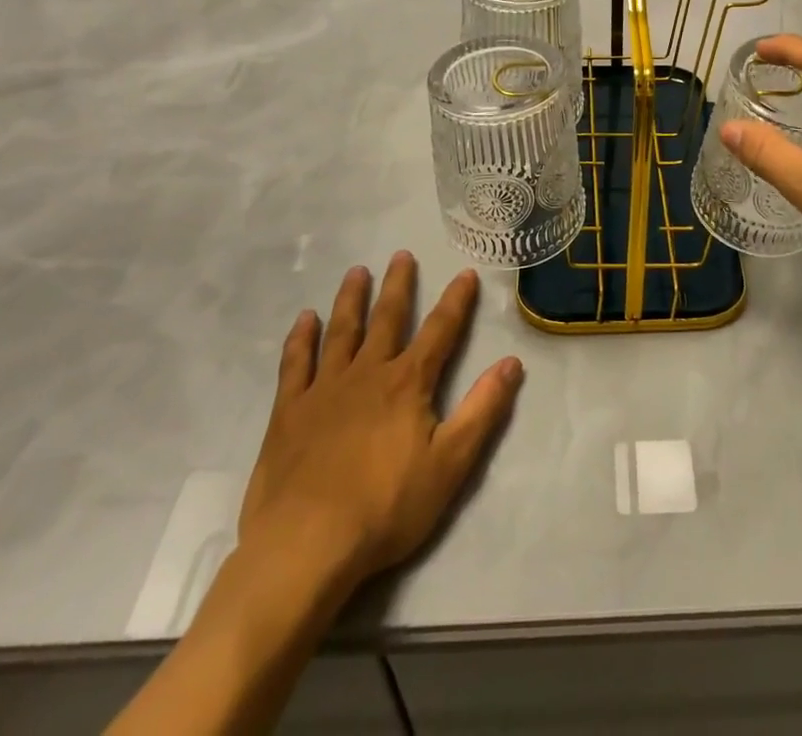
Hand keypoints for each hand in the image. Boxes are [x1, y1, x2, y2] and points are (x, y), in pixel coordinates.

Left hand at [237, 252, 523, 590]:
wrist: (304, 546)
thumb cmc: (385, 508)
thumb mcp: (450, 464)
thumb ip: (483, 410)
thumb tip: (513, 362)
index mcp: (408, 383)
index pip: (440, 330)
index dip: (456, 301)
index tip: (465, 273)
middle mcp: (367, 372)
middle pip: (387, 318)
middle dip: (398, 285)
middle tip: (401, 254)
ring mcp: (324, 389)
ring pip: (341, 331)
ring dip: (351, 299)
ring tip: (357, 272)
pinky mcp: (288, 411)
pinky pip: (295, 363)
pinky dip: (301, 338)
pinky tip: (305, 319)